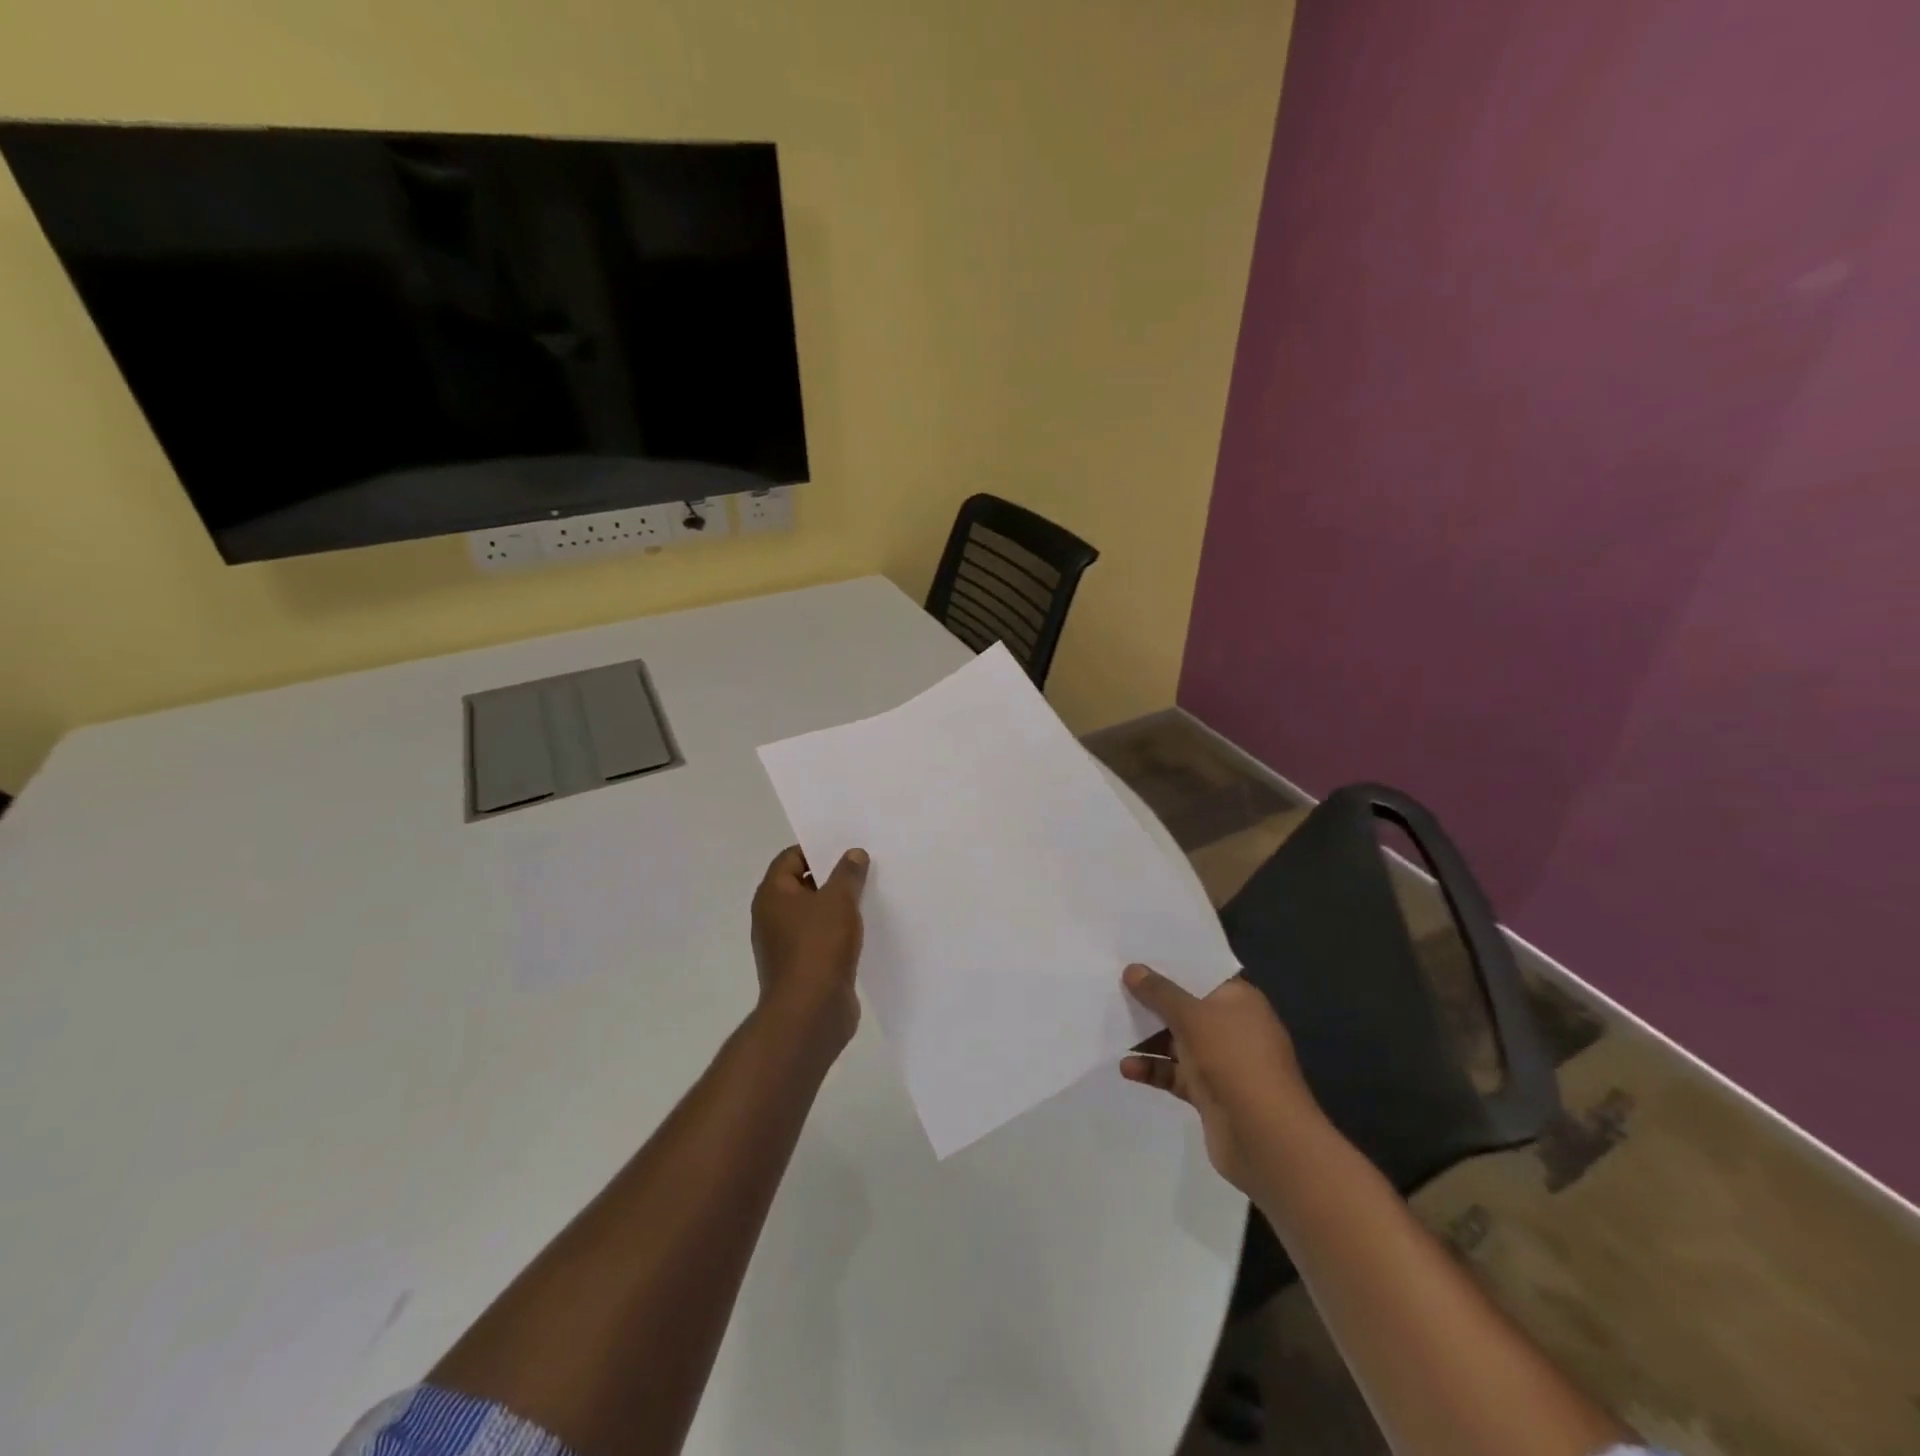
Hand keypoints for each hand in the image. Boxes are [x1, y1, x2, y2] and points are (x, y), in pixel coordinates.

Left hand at [750, 845, 869, 1055]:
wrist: (811, 1012)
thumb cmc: (818, 946)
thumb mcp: (838, 900)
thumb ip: (847, 873)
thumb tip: (853, 854)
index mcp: (772, 895)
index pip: (790, 858)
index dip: (817, 848)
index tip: (847, 846)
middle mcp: (773, 917)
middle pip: (803, 885)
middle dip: (833, 876)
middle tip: (865, 866)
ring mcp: (787, 945)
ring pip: (815, 913)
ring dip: (839, 905)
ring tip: (871, 893)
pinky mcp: (804, 967)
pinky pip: (823, 939)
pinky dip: (841, 931)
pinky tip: (866, 928)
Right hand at [1120, 965, 1322, 1194]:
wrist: (1265, 1138)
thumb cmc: (1234, 1060)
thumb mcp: (1193, 1017)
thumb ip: (1160, 992)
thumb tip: (1133, 969)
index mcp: (1239, 1000)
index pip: (1202, 974)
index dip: (1171, 965)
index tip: (1136, 955)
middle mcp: (1232, 1027)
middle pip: (1186, 1007)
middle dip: (1152, 1001)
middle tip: (1113, 986)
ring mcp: (1221, 1062)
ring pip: (1177, 1041)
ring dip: (1147, 1038)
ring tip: (1111, 1027)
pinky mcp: (1208, 1093)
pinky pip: (1174, 1074)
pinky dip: (1153, 1069)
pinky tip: (1126, 1068)